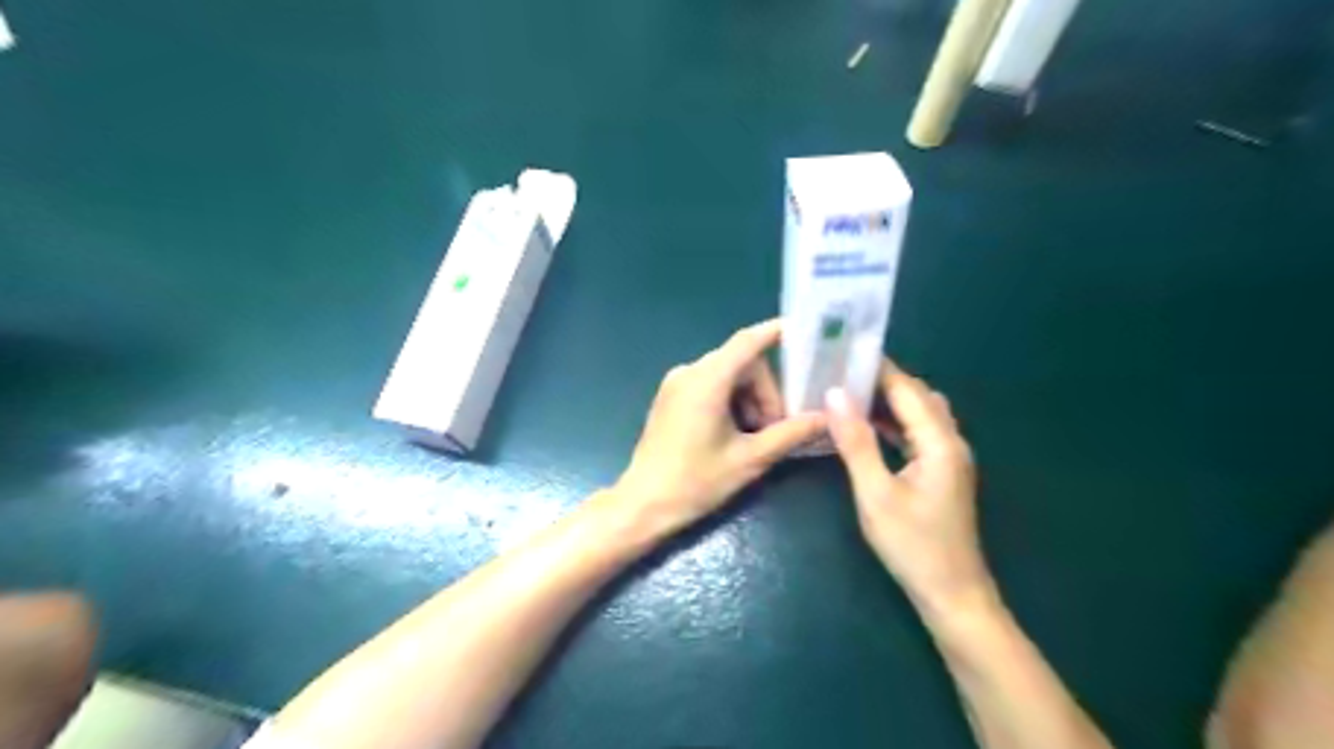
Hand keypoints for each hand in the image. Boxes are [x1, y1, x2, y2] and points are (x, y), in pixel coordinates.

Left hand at [615, 319, 825, 534]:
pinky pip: (711, 386)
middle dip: (766, 392)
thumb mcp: (750, 458)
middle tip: (776, 429)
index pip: (748, 342)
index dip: (777, 332)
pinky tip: (735, 435)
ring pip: (728, 376)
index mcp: (707, 380)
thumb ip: (790, 433)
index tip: (805, 331)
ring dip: (749, 400)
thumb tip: (826, 417)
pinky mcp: (670, 397)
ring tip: (756, 438)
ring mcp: (676, 383)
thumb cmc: (697, 481)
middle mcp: (689, 372)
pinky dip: (731, 402)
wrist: (644, 504)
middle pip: (742, 364)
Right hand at [830, 363, 995, 619]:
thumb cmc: (913, 545)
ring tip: (847, 392)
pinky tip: (866, 427)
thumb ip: (856, 442)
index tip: (842, 351)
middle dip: (880, 380)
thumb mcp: (875, 493)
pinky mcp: (941, 472)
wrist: (951, 594)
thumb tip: (836, 395)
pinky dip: (893, 423)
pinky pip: (916, 433)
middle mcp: (949, 441)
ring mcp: (948, 457)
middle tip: (839, 371)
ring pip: (918, 414)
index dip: (877, 367)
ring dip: (887, 401)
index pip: (907, 388)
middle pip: (916, 396)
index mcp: (939, 441)